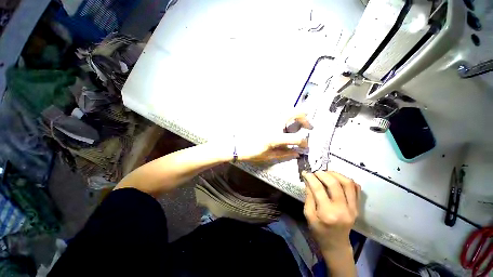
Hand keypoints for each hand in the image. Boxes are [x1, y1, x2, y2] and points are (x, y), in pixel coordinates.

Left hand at [236, 114, 311, 162]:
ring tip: (298, 123)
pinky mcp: (265, 116)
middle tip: (308, 126)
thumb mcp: (268, 156)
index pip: (296, 138)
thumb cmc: (251, 152)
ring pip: (287, 109)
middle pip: (295, 112)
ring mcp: (269, 118)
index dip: (304, 142)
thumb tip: (297, 153)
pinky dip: (285, 115)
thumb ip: (284, 154)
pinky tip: (285, 123)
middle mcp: (274, 123)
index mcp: (275, 137)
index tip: (305, 146)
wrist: (237, 144)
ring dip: (295, 114)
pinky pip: (278, 111)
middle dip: (305, 118)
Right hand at [302, 171, 360, 252]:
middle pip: (335, 184)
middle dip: (323, 174)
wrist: (336, 244)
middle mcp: (342, 209)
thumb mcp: (308, 215)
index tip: (305, 172)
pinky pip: (356, 188)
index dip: (311, 178)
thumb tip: (308, 181)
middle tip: (315, 172)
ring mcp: (353, 208)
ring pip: (348, 183)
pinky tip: (337, 179)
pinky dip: (347, 180)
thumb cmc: (319, 231)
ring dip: (336, 174)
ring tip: (326, 173)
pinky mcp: (357, 207)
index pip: (319, 189)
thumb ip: (308, 197)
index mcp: (327, 213)